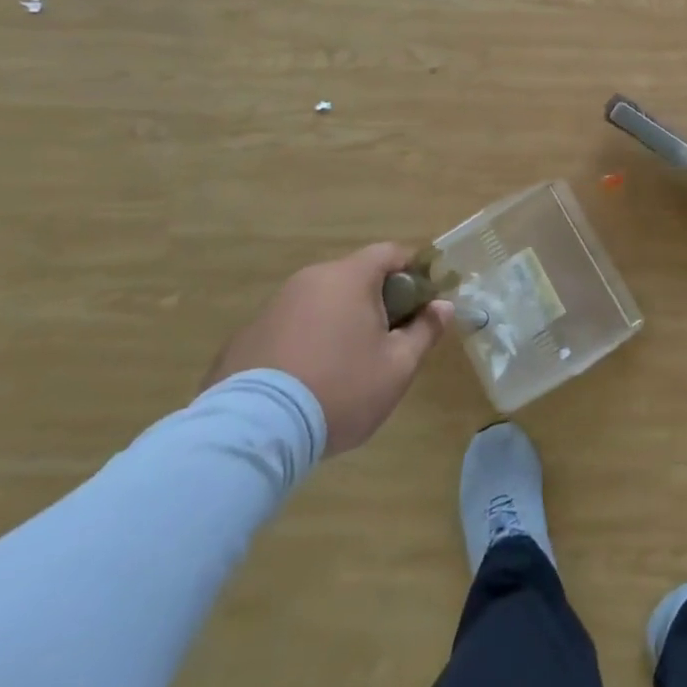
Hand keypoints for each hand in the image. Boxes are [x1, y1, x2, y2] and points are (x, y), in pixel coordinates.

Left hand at [202, 244, 453, 456]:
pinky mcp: (243, 338)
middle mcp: (309, 280)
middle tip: (386, 341)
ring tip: (343, 367)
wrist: (254, 433)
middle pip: (354, 277)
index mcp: (349, 277)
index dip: (413, 272)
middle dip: (375, 301)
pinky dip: (303, 343)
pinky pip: (288, 329)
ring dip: (337, 322)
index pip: (391, 253)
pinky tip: (304, 382)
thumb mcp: (397, 367)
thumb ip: (424, 331)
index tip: (422, 302)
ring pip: (319, 303)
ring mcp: (272, 307)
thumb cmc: (340, 390)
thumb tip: (442, 306)